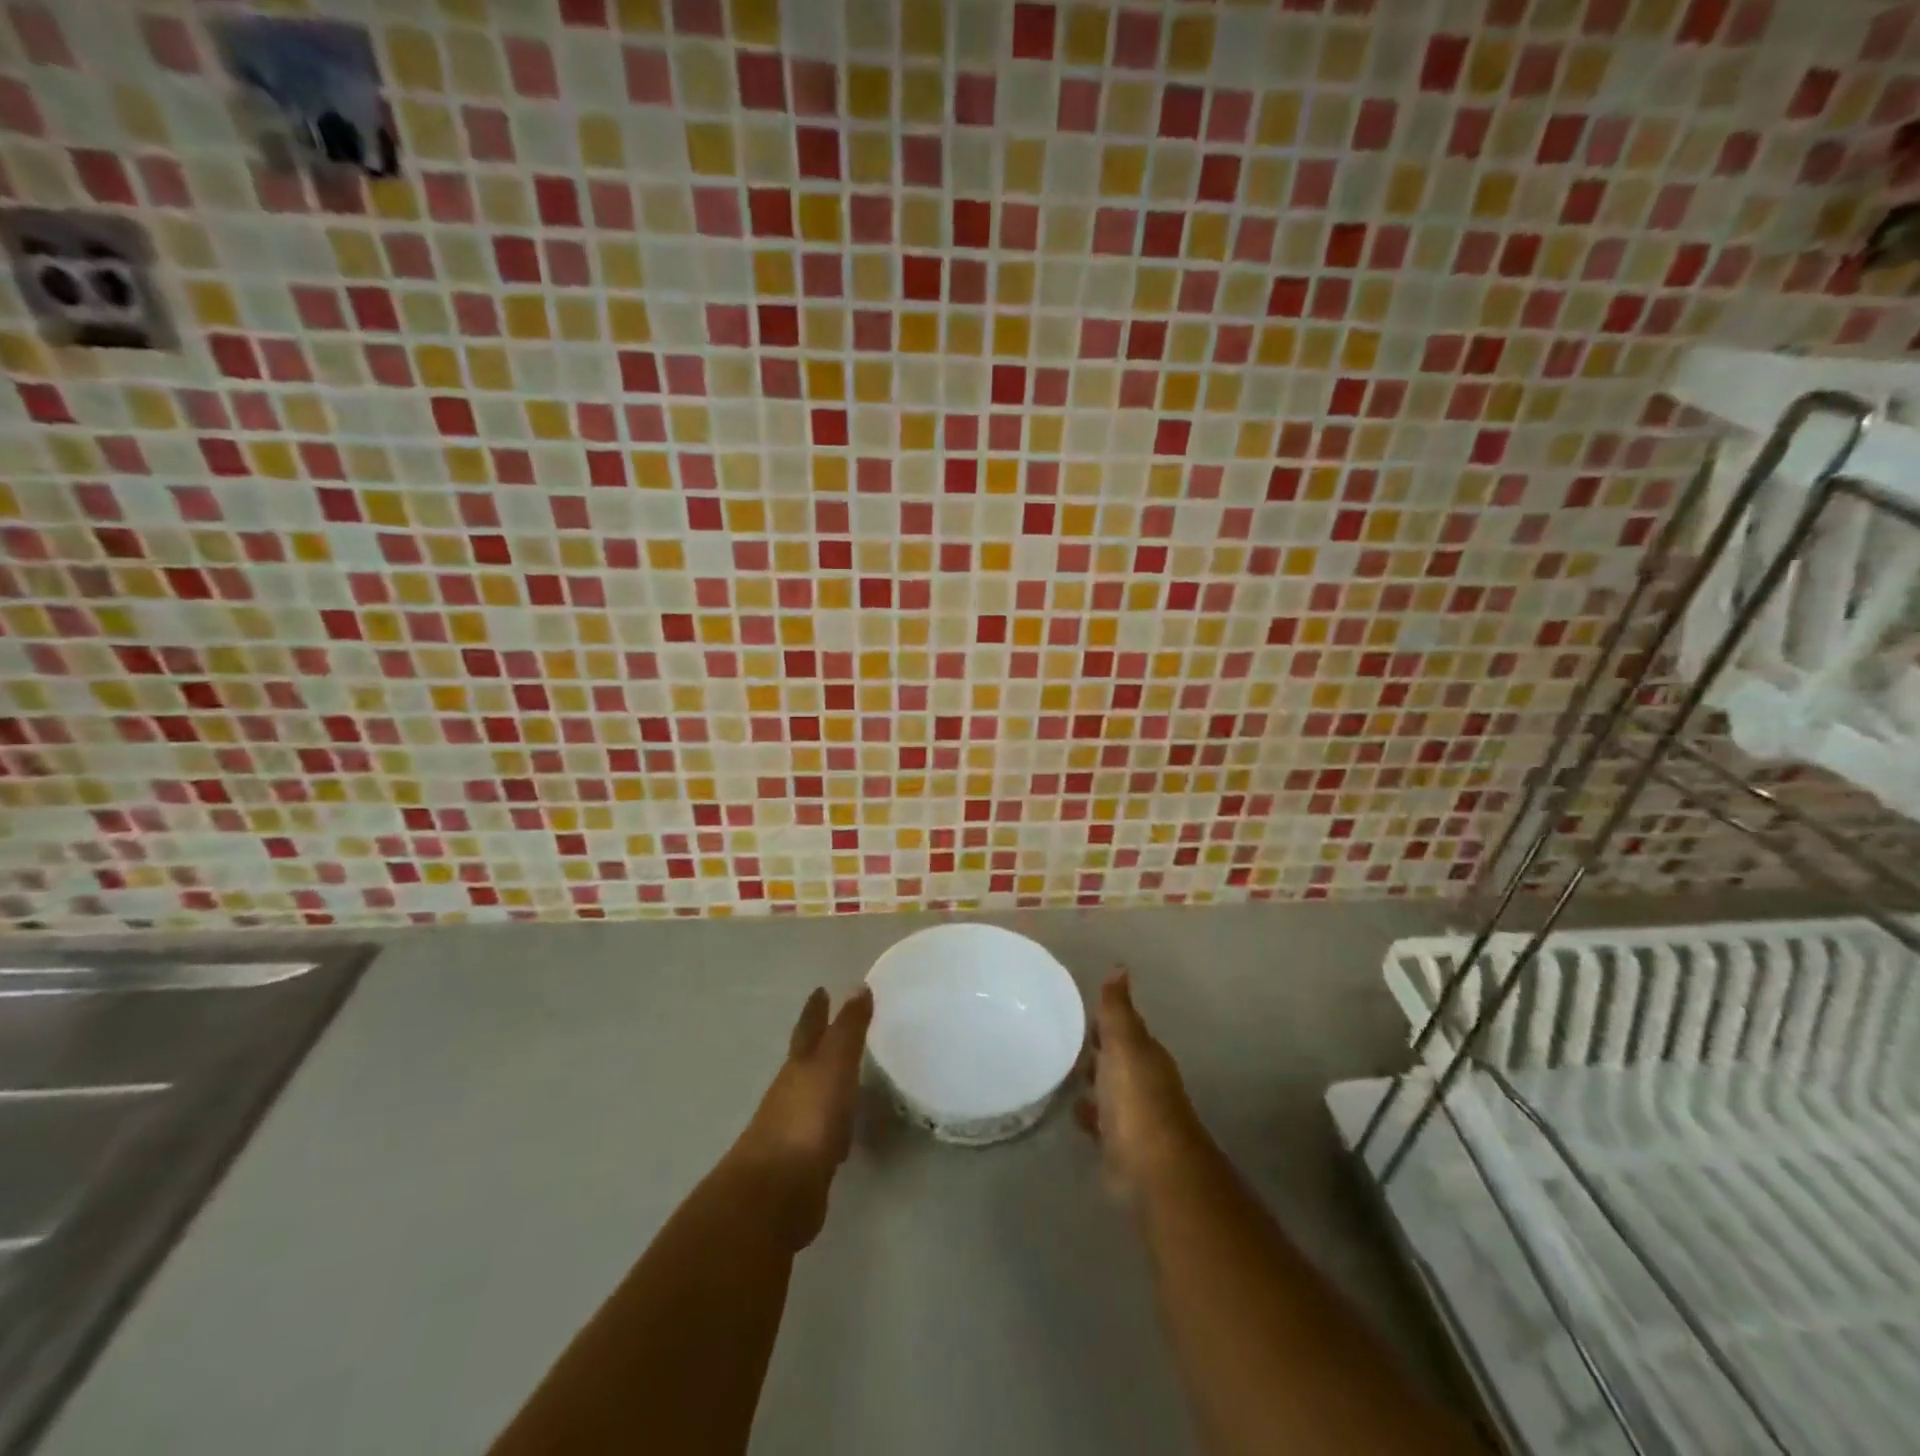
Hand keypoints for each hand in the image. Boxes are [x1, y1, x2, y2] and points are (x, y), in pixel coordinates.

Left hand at [729, 985, 871, 1247]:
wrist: (776, 1193)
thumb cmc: (807, 1118)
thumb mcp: (833, 1064)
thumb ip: (847, 1028)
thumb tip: (857, 986)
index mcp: (799, 1066)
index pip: (809, 1028)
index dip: (816, 1009)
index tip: (820, 989)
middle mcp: (793, 1092)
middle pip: (806, 1061)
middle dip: (819, 1043)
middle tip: (835, 1027)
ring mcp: (795, 1129)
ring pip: (815, 1097)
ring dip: (828, 1085)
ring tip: (849, 1077)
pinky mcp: (805, 1164)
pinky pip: (825, 1134)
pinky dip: (836, 1125)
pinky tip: (847, 1134)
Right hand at [1076, 971, 1201, 1198]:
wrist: (1154, 1169)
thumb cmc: (1137, 1100)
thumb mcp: (1124, 1045)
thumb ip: (1117, 1010)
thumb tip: (1120, 967)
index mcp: (1146, 1055)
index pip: (1123, 1028)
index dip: (1103, 1020)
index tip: (1075, 1010)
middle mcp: (1144, 1081)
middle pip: (1117, 1059)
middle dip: (1095, 1050)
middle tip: (1060, 1038)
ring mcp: (1134, 1116)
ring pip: (1109, 1090)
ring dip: (1091, 1082)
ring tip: (1058, 1072)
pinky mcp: (1122, 1146)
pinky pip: (1101, 1121)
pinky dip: (1089, 1114)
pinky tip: (1072, 1111)